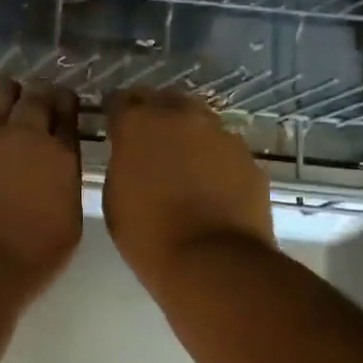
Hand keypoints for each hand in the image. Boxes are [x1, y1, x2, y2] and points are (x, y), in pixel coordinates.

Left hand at [0, 80, 83, 295]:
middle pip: (32, 99)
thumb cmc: (27, 257)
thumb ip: (62, 188)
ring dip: (3, 95)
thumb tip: (54, 173)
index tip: (65, 98)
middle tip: (39, 90)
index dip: (67, 103)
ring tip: (6, 92)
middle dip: (38, 92)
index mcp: (58, 155)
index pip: (67, 116)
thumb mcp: (67, 227)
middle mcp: (21, 137)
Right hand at [103, 90, 274, 296]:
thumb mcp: (115, 196)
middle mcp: (182, 117)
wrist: (213, 262)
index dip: (116, 114)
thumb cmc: (148, 235)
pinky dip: (214, 161)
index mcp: (139, 124)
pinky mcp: (249, 158)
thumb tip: (132, 153)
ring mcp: (221, 135)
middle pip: (165, 101)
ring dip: (188, 136)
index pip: (121, 100)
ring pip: (199, 123)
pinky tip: (210, 188)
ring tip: (182, 166)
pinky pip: (224, 150)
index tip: (114, 129)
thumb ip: (123, 161)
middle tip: (148, 144)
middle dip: (155, 116)